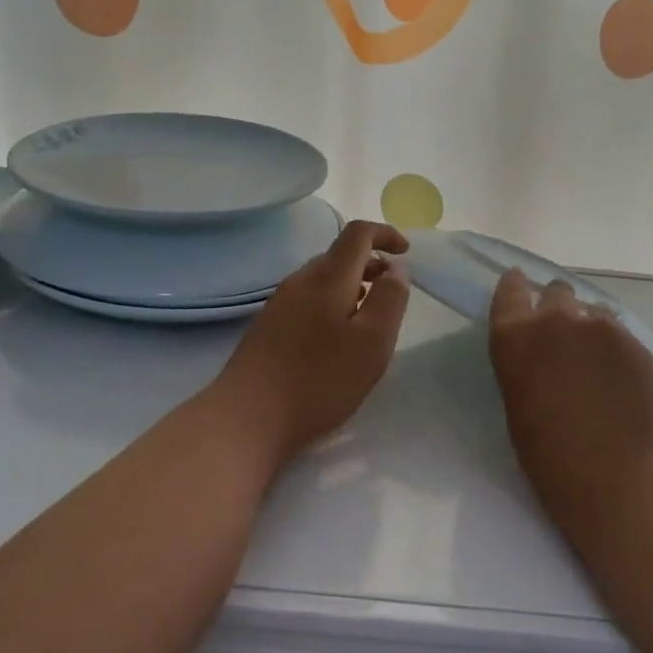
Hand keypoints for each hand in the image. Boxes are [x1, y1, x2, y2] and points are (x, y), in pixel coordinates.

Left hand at [212, 220, 410, 465]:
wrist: (246, 418)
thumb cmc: (319, 381)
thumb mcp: (372, 343)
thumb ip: (390, 300)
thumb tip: (396, 267)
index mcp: (327, 278)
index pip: (357, 233)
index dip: (385, 234)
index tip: (406, 253)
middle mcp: (299, 281)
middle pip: (338, 255)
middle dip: (370, 264)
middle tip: (392, 293)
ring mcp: (279, 303)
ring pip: (322, 280)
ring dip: (351, 286)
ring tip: (369, 318)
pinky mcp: (267, 327)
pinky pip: (307, 300)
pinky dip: (331, 304)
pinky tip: (335, 339)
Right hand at [488, 270, 652, 525]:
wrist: (620, 479)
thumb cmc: (551, 458)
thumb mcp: (517, 403)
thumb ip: (524, 363)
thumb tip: (540, 353)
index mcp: (515, 337)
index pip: (509, 290)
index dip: (515, 287)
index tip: (519, 287)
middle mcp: (556, 319)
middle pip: (556, 292)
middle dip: (557, 308)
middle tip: (563, 339)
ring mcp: (602, 327)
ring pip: (593, 311)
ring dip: (589, 327)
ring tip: (596, 361)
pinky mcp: (636, 342)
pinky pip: (620, 332)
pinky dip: (614, 347)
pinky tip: (619, 378)